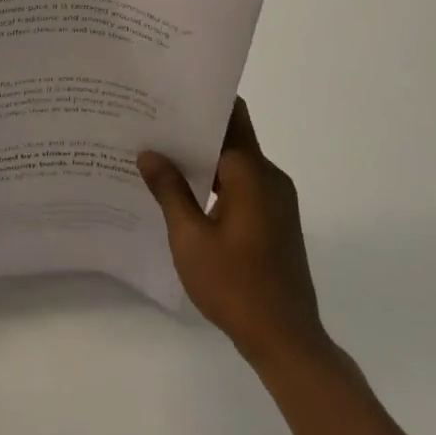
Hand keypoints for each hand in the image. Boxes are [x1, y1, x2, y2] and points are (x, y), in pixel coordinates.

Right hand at [139, 99, 328, 364]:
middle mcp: (269, 178)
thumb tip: (149, 153)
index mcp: (251, 173)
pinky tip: (183, 192)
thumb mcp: (190, 237)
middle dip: (193, 129)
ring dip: (203, 158)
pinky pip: (242, 185)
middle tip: (150, 124)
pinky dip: (215, 181)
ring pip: (236, 163)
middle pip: (232, 136)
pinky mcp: (275, 220)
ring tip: (158, 155)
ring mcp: (276, 200)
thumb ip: (170, 190)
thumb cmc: (235, 285)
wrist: (286, 340)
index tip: (167, 94)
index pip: (229, 117)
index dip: (200, 102)